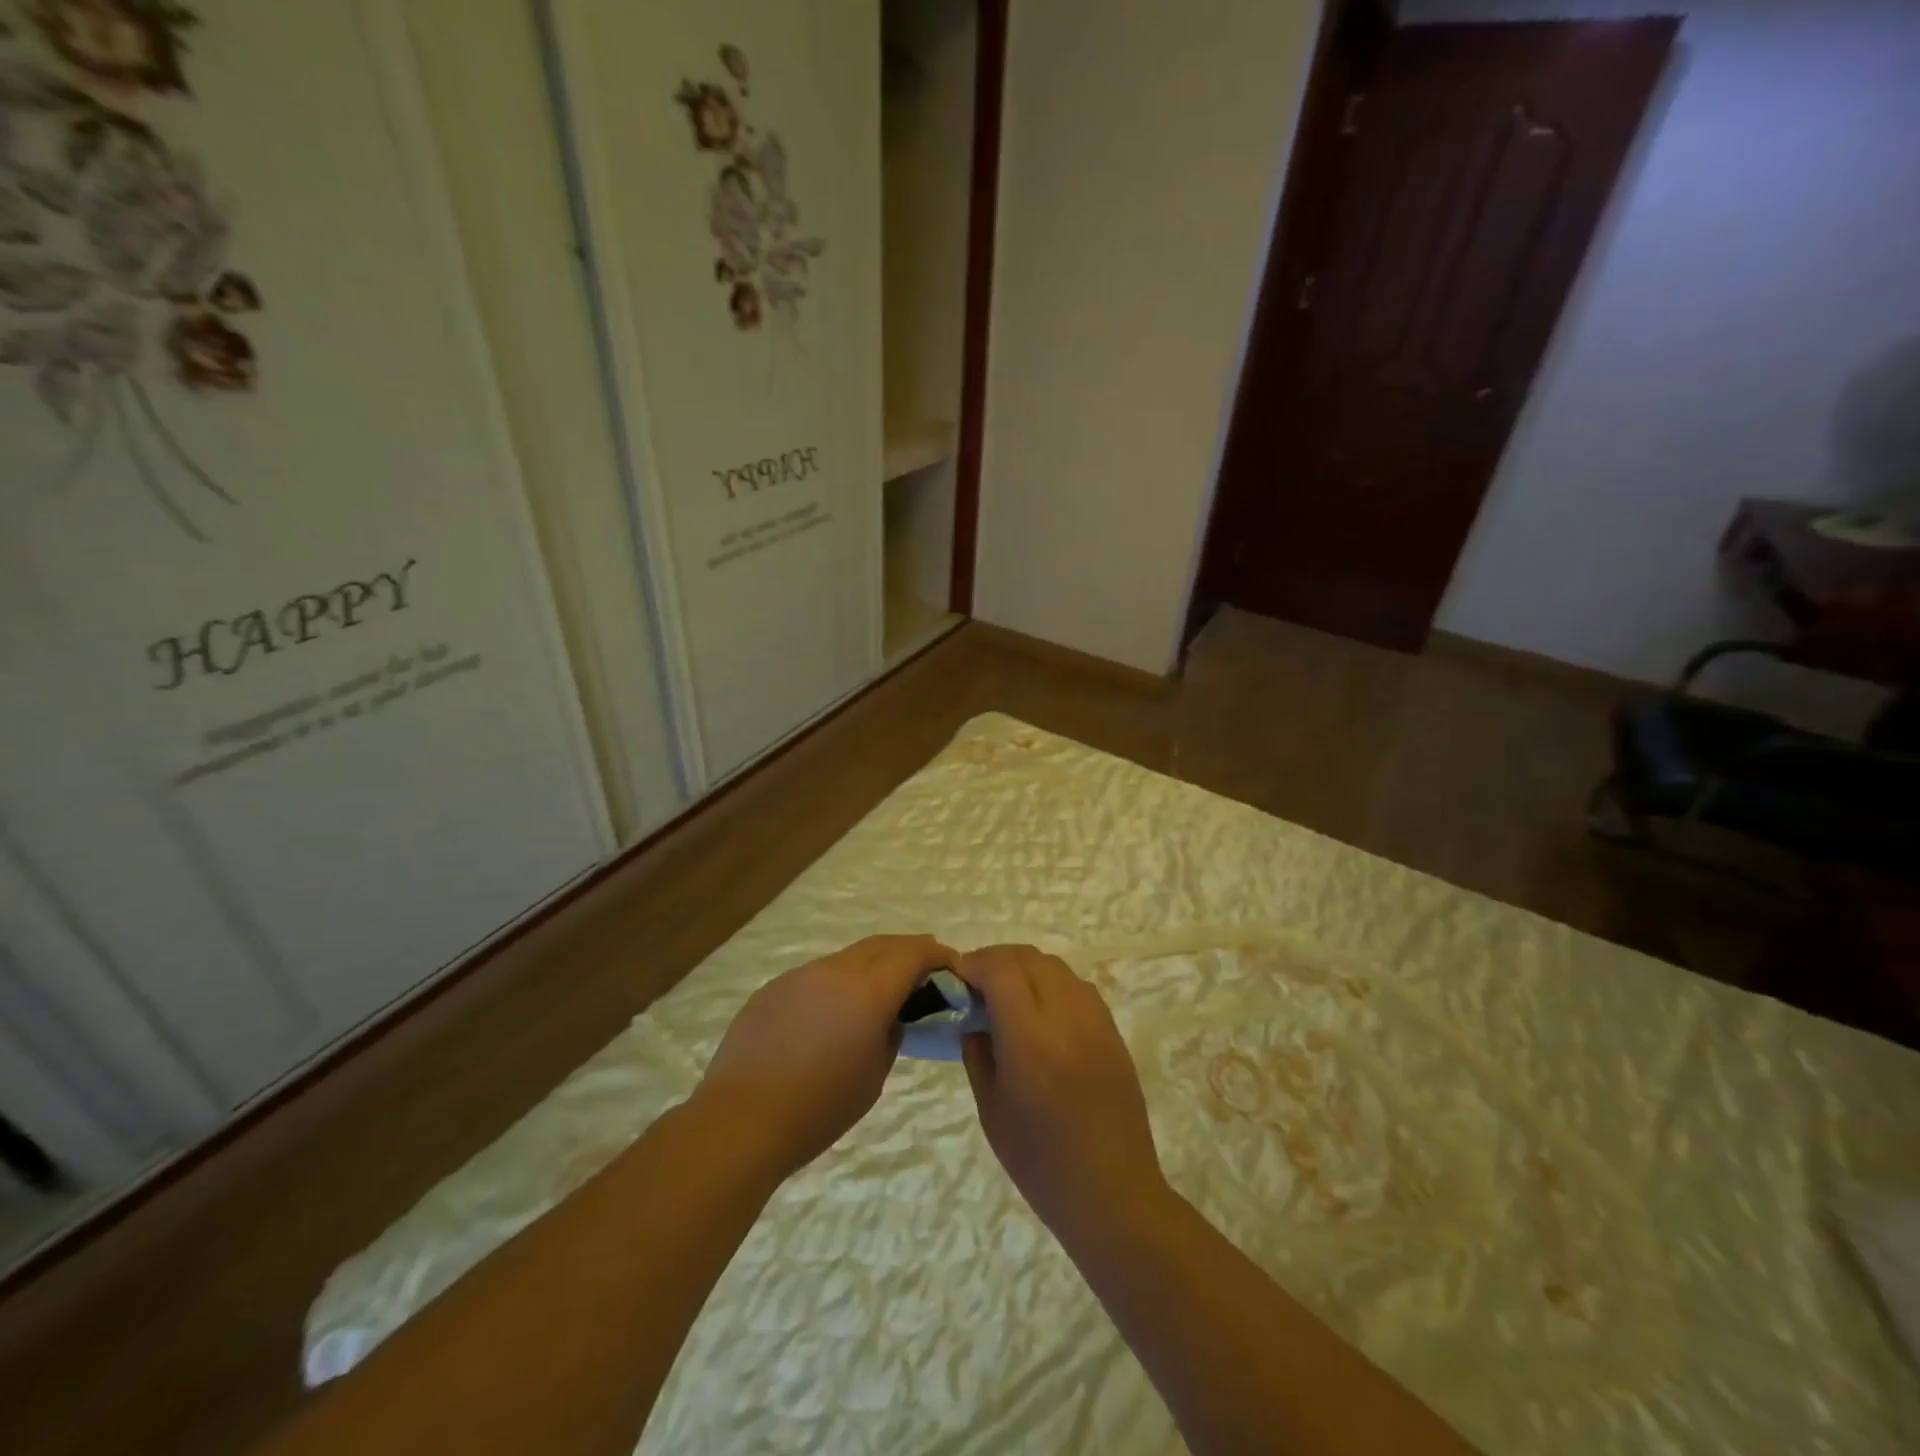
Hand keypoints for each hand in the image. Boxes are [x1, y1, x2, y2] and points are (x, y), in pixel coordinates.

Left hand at [697, 934, 954, 1180]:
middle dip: (908, 951)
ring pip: (847, 958)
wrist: (741, 1119)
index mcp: (868, 990)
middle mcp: (835, 970)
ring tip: (877, 994)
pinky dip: (836, 984)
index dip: (937, 954)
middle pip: (881, 945)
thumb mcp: (874, 1075)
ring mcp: (800, 975)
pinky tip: (830, 1015)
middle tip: (924, 970)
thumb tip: (890, 1017)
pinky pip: (816, 976)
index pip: (913, 953)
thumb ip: (890, 1034)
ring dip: (871, 966)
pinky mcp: (773, 989)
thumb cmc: (820, 1106)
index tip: (952, 965)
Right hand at [958, 945, 1169, 1235]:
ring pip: (1056, 967)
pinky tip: (1039, 1010)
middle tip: (976, 982)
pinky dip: (1051, 982)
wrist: (1113, 1193)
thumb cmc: (1042, 1163)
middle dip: (997, 960)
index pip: (1002, 971)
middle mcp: (1067, 1018)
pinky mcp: (1113, 1031)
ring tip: (1006, 992)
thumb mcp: (992, 1111)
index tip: (957, 977)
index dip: (975, 964)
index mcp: (1031, 1041)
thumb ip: (978, 1055)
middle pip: (1029, 958)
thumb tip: (973, 1019)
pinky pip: (1077, 986)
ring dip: (1025, 967)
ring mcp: (1096, 1021)